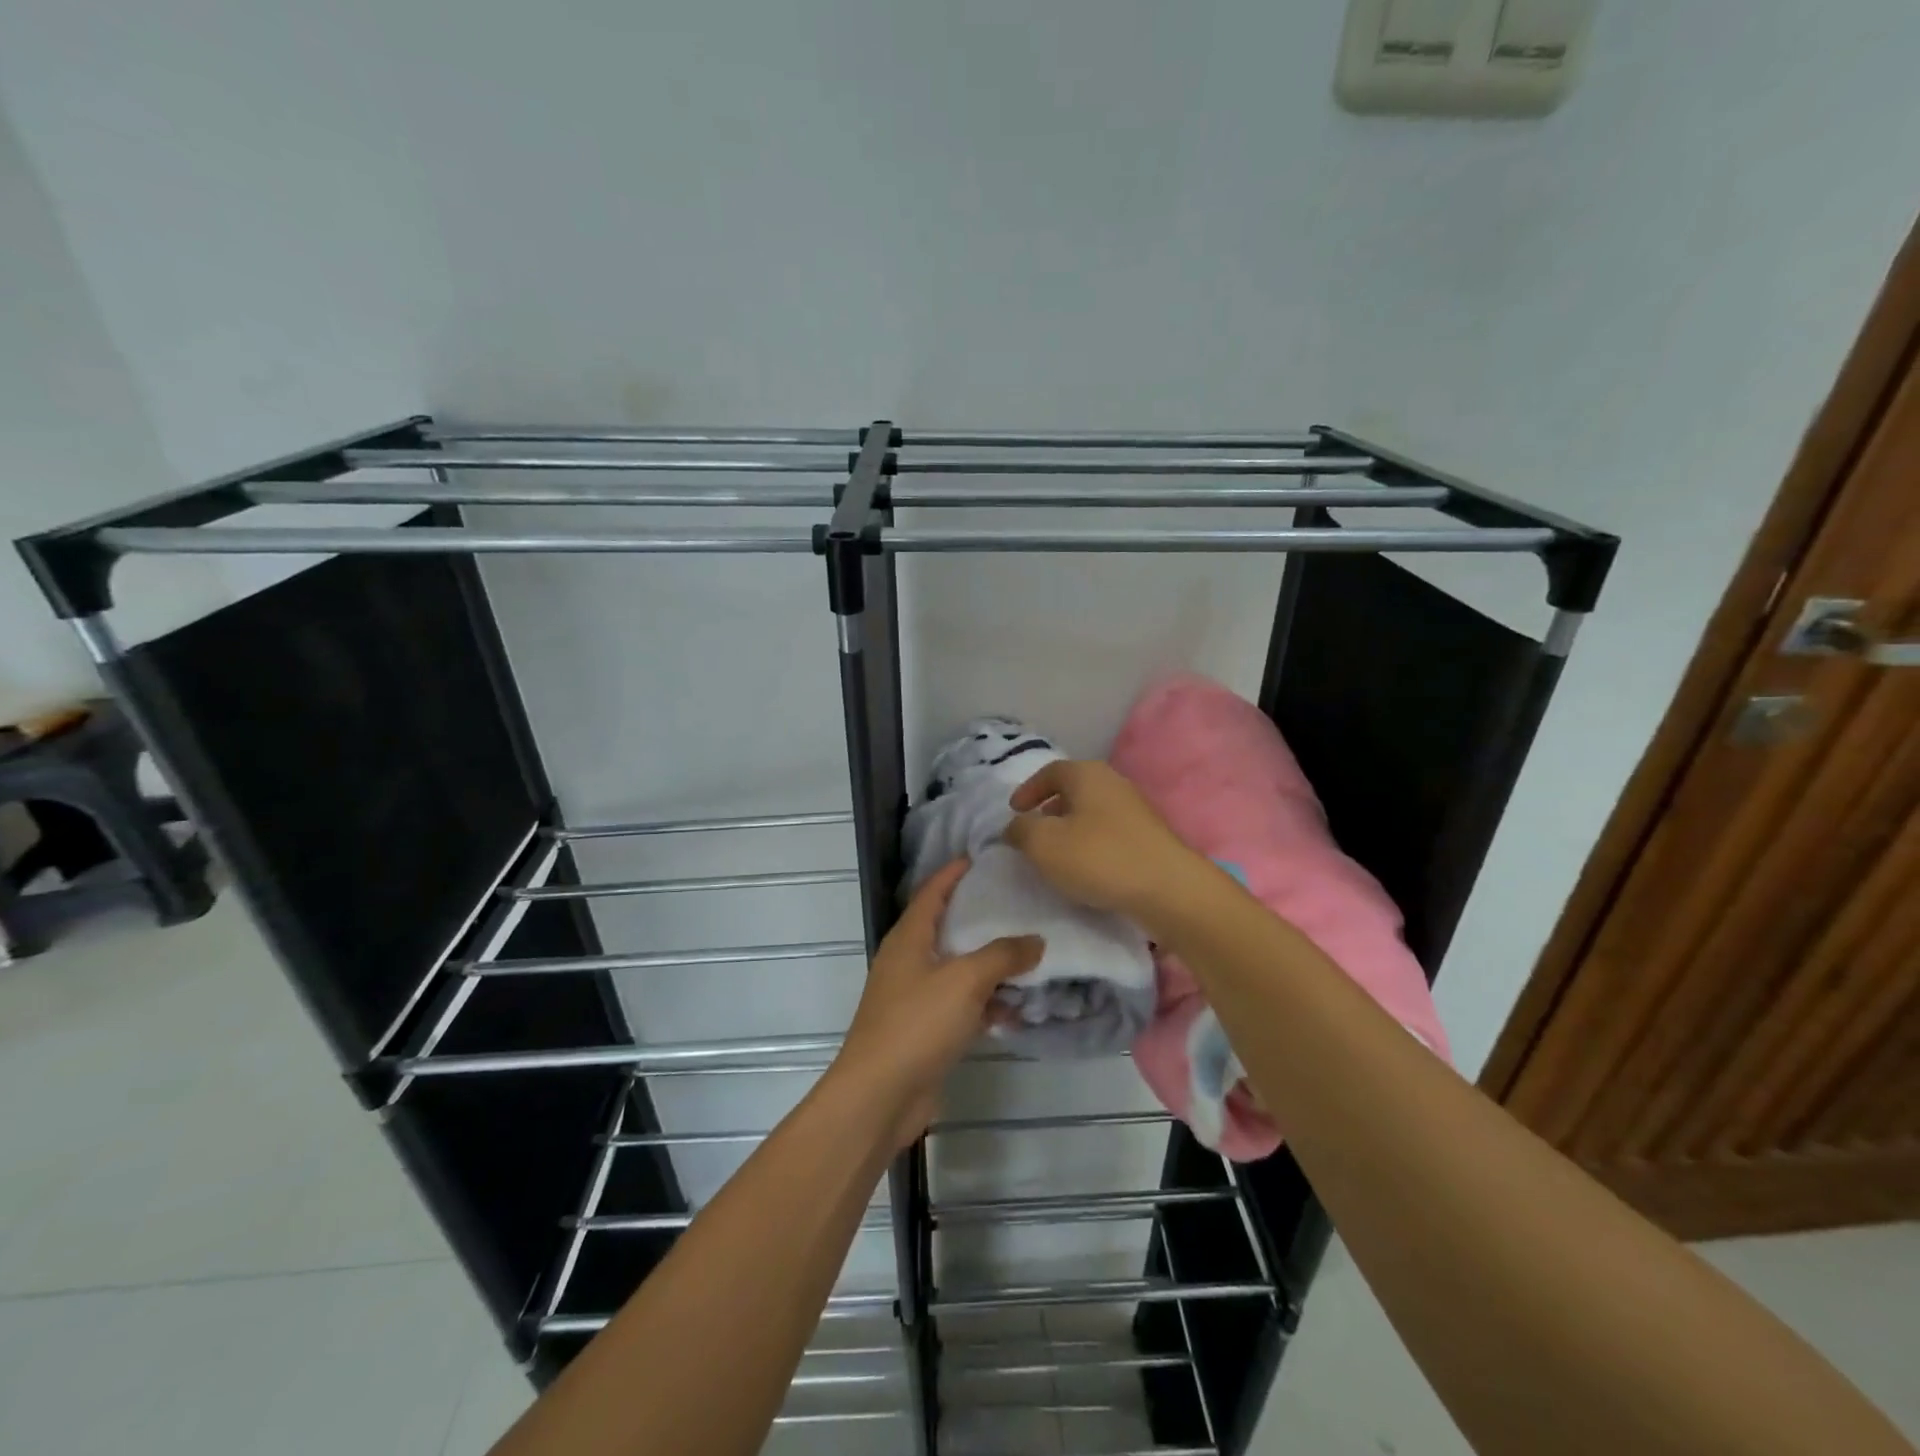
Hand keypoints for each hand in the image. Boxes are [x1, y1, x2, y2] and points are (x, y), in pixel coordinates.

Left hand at [833, 859, 1042, 1147]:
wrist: (879, 1096)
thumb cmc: (917, 1024)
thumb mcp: (965, 981)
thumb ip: (1003, 956)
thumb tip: (1036, 940)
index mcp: (909, 937)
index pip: (932, 892)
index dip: (954, 873)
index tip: (983, 858)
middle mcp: (909, 960)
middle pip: (948, 928)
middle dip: (982, 918)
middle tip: (1021, 905)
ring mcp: (916, 997)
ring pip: (959, 969)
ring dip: (991, 967)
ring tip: (1032, 957)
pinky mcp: (926, 1030)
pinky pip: (961, 1006)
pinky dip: (986, 1005)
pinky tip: (1017, 1012)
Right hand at [1004, 759, 1208, 922]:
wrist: (1168, 889)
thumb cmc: (1099, 857)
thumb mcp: (1043, 844)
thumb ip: (1021, 830)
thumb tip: (1017, 826)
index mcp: (1087, 774)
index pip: (1050, 771)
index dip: (1028, 789)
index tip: (1014, 811)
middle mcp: (1114, 783)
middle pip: (1074, 790)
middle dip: (1050, 809)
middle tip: (1033, 832)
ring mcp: (1136, 810)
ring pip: (1092, 812)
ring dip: (1071, 828)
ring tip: (1057, 855)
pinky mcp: (1149, 837)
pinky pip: (1110, 833)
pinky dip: (1091, 844)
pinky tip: (1088, 869)